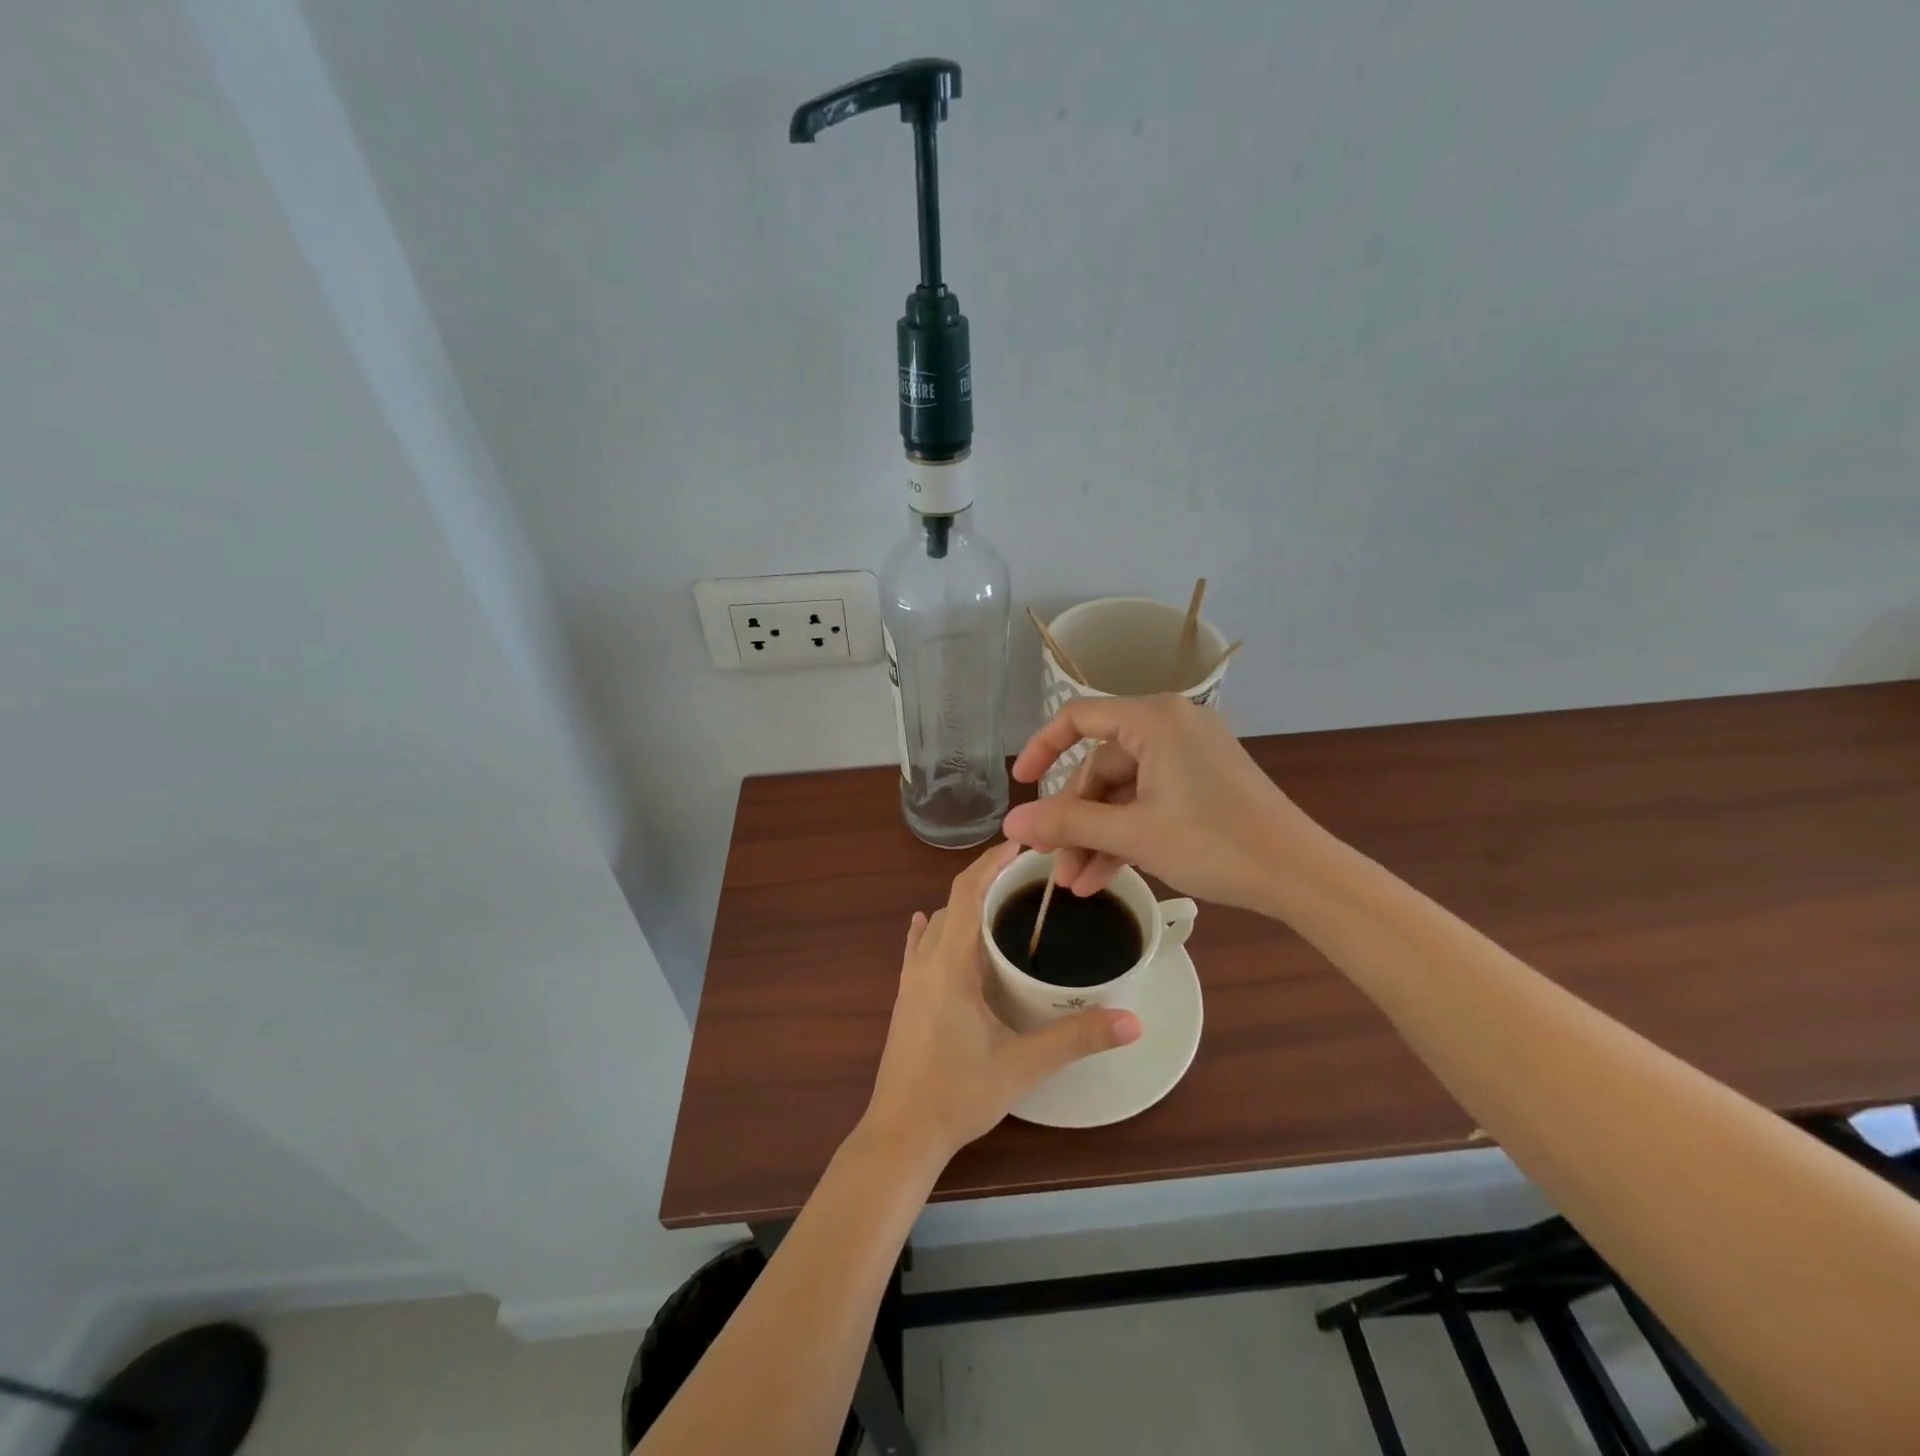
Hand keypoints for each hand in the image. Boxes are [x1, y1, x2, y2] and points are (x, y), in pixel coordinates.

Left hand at [863, 841, 1141, 1163]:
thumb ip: (1077, 1039)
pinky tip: (931, 925)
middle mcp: (925, 962)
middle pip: (954, 903)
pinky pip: (918, 948)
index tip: (1021, 844)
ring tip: (1001, 904)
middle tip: (1028, 878)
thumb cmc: (958, 1094)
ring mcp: (909, 981)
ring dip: (964, 906)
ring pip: (937, 925)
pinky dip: (933, 929)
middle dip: (986, 881)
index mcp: (950, 964)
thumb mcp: (1023, 1066)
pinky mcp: (904, 999)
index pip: (967, 892)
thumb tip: (1132, 1021)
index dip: (991, 862)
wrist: (901, 1135)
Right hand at [1003, 695, 1311, 910]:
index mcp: (1153, 719)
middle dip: (1075, 819)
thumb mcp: (1133, 834)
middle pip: (1100, 765)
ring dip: (1097, 835)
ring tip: (1076, 884)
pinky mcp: (1203, 781)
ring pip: (1123, 790)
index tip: (1020, 785)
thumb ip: (1067, 825)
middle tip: (1054, 863)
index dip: (1041, 748)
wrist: (1301, 875)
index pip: (1077, 718)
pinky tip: (1104, 877)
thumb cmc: (1214, 844)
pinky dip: (1127, 833)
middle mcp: (1170, 725)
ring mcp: (1189, 754)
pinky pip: (1149, 799)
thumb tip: (1010, 825)